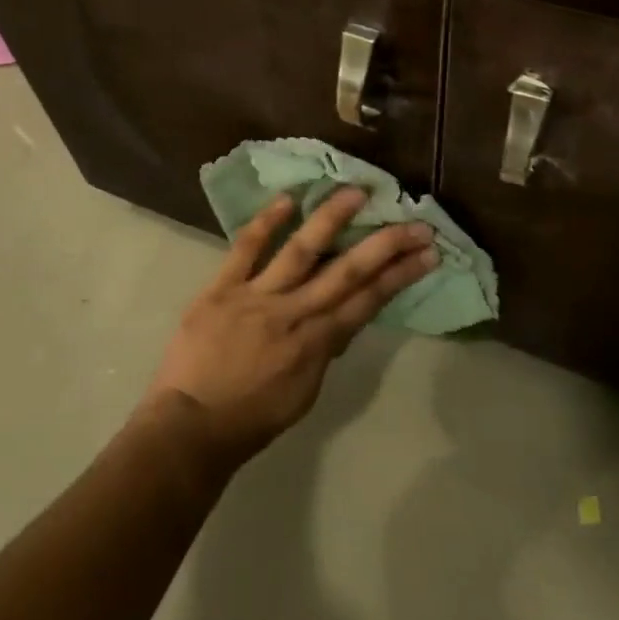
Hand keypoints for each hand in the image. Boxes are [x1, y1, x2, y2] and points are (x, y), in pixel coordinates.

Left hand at [141, 188, 437, 468]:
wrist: (191, 427)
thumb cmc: (251, 418)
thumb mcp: (303, 393)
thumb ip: (324, 349)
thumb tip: (343, 316)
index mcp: (316, 344)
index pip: (368, 301)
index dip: (400, 274)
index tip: (427, 251)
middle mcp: (294, 314)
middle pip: (347, 272)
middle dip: (385, 245)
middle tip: (415, 221)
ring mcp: (257, 297)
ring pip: (301, 251)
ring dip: (331, 219)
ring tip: (355, 192)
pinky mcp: (221, 288)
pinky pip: (245, 249)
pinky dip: (266, 223)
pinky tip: (287, 199)